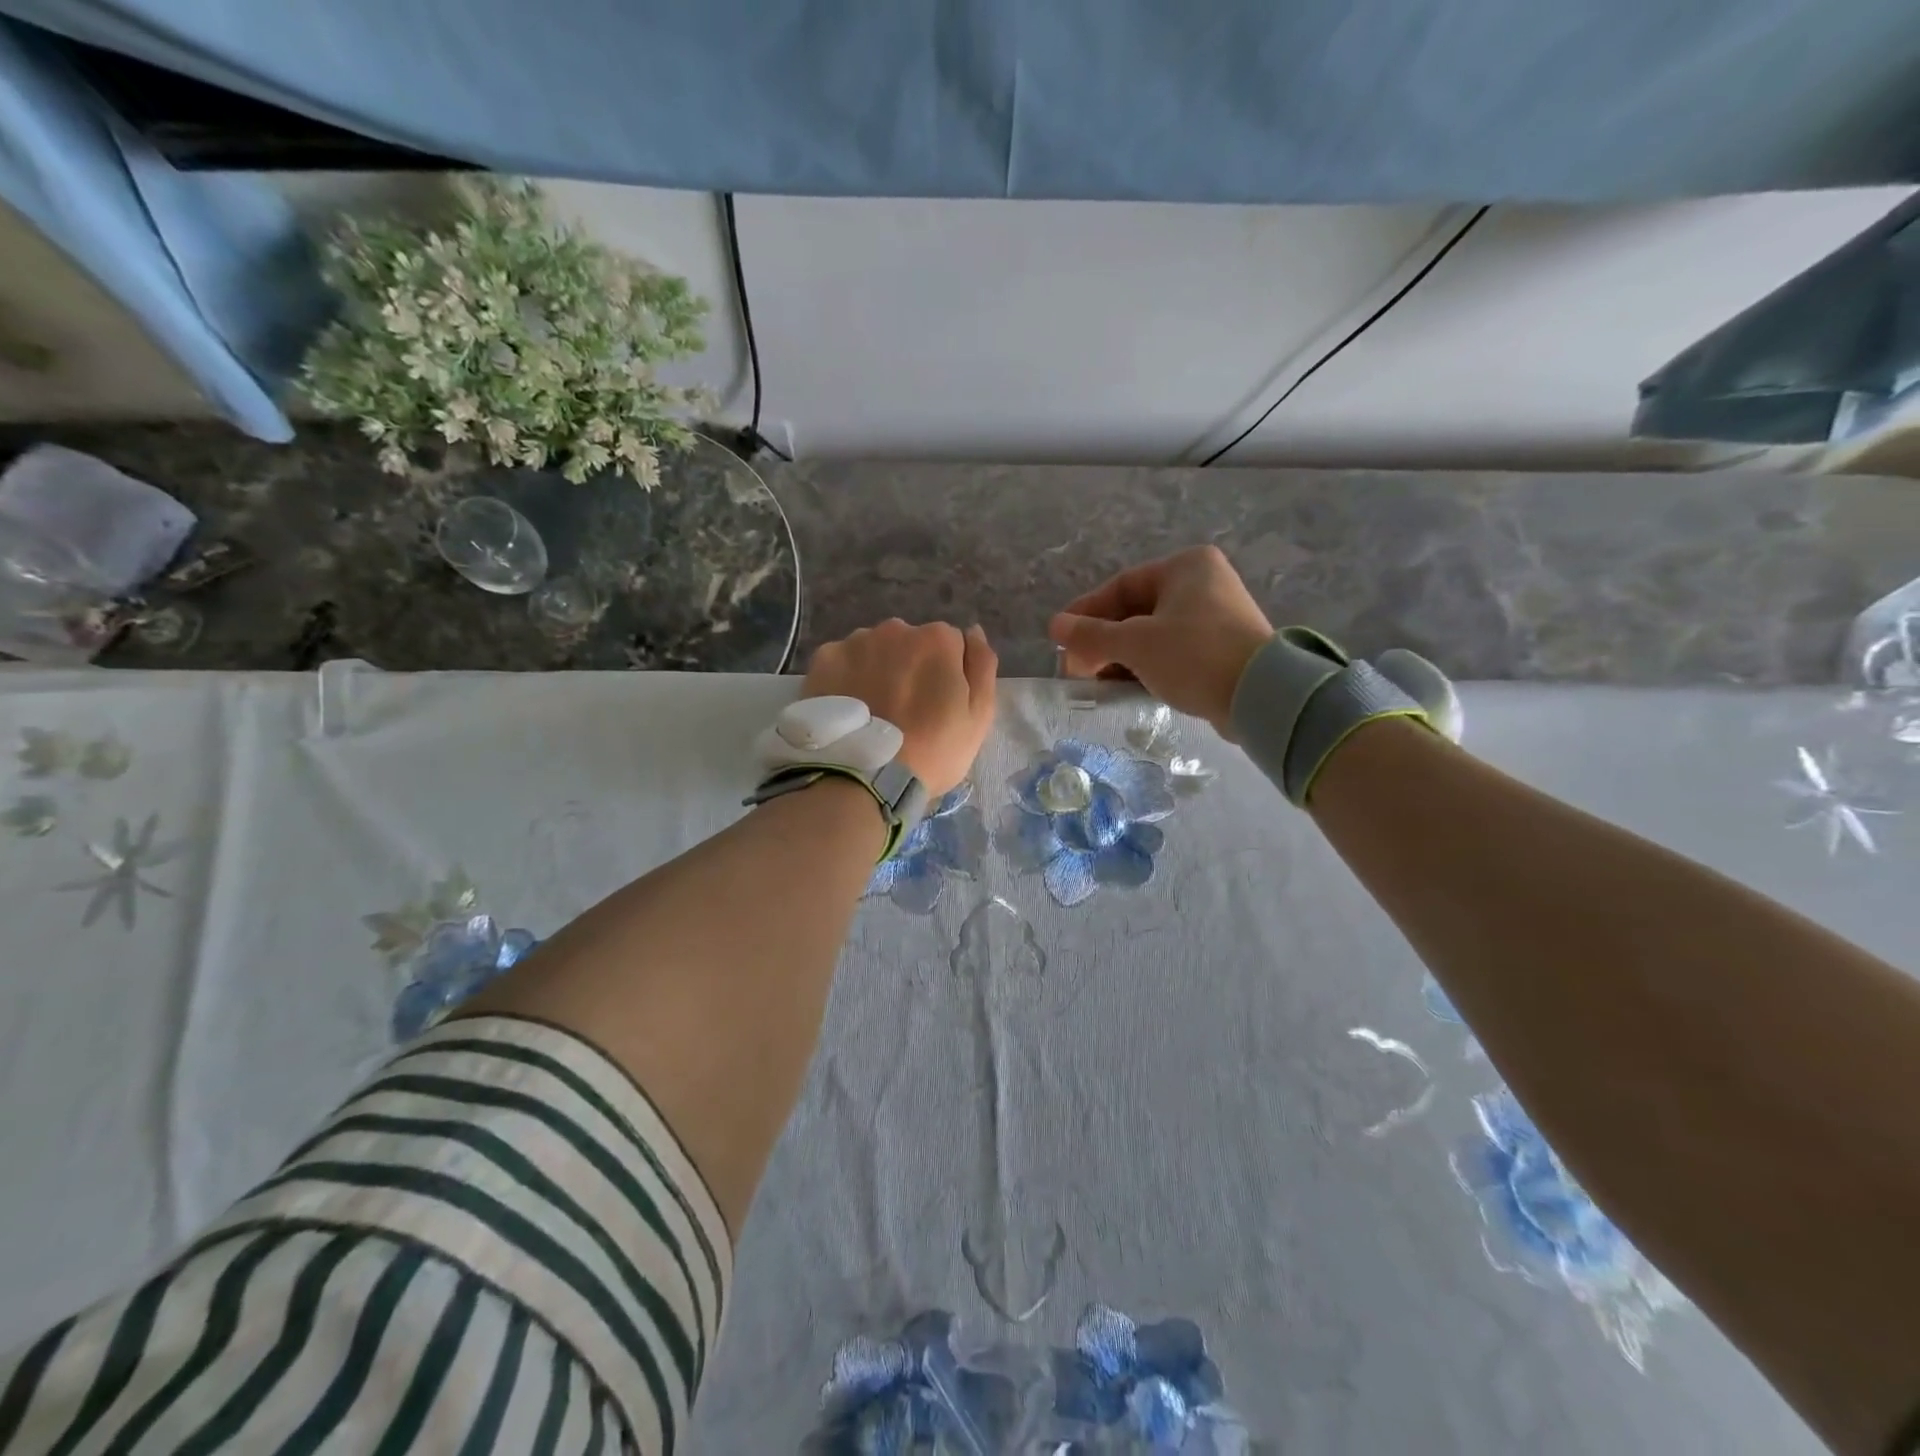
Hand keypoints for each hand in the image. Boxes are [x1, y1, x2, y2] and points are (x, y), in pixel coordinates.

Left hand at [803, 620, 997, 794]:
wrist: (863, 779)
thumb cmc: (932, 751)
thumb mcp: (978, 716)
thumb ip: (981, 666)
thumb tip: (974, 632)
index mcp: (937, 639)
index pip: (951, 645)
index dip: (948, 674)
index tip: (939, 705)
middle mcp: (895, 629)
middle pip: (910, 643)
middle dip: (911, 667)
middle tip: (905, 711)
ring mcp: (854, 642)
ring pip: (874, 650)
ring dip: (878, 670)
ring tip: (873, 712)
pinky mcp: (822, 661)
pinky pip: (842, 663)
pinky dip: (846, 679)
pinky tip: (849, 709)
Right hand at [1049, 546, 1273, 732]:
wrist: (1262, 696)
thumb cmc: (1194, 655)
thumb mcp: (1135, 644)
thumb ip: (1091, 635)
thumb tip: (1054, 626)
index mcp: (1185, 566)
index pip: (1120, 586)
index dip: (1085, 614)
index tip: (1061, 640)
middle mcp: (1203, 583)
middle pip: (1135, 611)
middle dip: (1102, 642)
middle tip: (1076, 669)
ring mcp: (1216, 616)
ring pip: (1153, 633)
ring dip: (1121, 657)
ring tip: (1096, 683)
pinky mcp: (1223, 647)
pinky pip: (1173, 651)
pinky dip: (1147, 666)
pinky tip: (1126, 688)